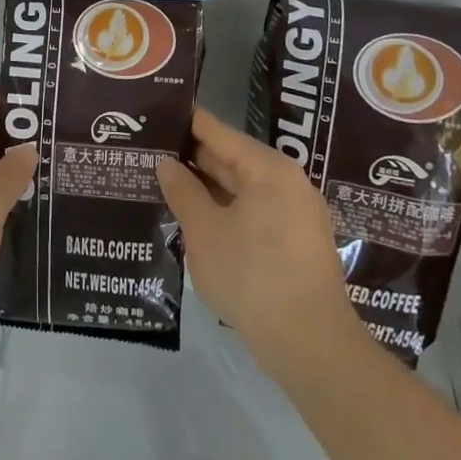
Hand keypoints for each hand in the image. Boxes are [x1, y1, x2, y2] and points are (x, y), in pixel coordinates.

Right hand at [156, 109, 353, 368]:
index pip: (219, 132)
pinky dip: (224, 212)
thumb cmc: (252, 275)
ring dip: (207, 189)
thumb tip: (167, 163)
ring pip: (242, 190)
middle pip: (232, 159)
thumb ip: (183, 191)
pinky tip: (195, 219)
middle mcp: (287, 183)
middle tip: (151, 152)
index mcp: (268, 169)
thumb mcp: (205, 230)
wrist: (309, 345)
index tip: (156, 114)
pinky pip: (252, 214)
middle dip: (193, 159)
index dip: (186, 123)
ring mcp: (295, 216)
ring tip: (165, 184)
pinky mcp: (295, 245)